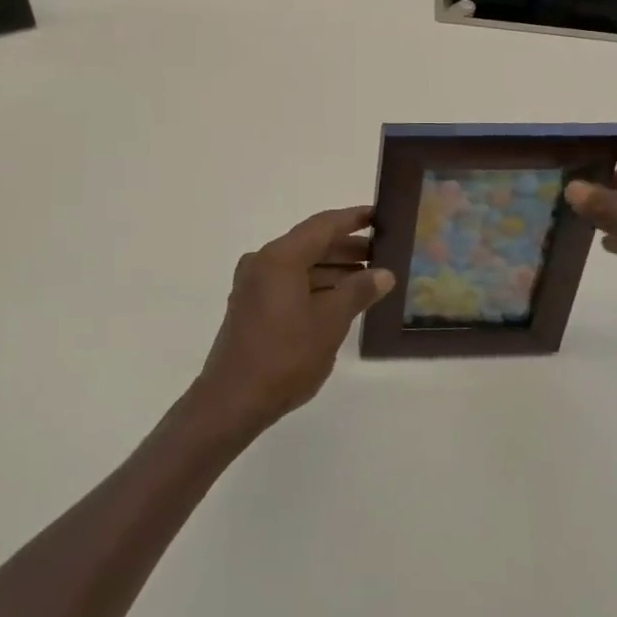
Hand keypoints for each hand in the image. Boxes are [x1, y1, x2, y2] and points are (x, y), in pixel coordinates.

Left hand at [192, 206, 394, 439]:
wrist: (233, 400)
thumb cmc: (285, 356)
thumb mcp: (330, 322)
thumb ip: (358, 291)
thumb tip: (384, 272)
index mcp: (280, 257)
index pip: (322, 226)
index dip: (353, 219)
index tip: (380, 216)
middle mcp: (262, 262)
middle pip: (310, 243)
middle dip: (346, 247)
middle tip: (382, 251)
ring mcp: (253, 284)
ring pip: (300, 265)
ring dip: (332, 268)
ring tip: (367, 277)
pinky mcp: (251, 305)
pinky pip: (288, 282)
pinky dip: (314, 284)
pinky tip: (339, 298)